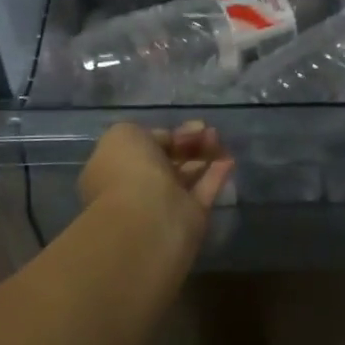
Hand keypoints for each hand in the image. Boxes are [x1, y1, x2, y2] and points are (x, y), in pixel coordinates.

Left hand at [78, 121, 234, 247]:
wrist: (147, 217)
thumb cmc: (130, 170)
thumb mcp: (125, 134)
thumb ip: (145, 134)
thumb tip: (166, 142)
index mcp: (116, 167)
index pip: (145, 146)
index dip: (168, 134)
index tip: (190, 125)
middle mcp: (138, 187)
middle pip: (168, 161)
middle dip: (188, 143)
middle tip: (208, 131)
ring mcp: (165, 204)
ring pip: (187, 175)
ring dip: (204, 155)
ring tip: (218, 139)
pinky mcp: (190, 218)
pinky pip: (204, 191)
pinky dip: (216, 174)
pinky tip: (229, 159)